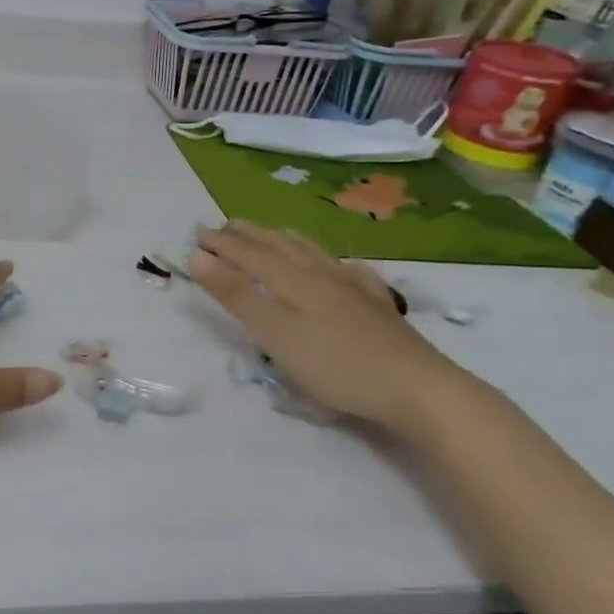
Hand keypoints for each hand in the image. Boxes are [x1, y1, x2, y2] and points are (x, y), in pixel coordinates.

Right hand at [190, 220, 469, 431]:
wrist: (417, 387)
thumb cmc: (336, 364)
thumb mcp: (275, 333)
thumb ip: (236, 295)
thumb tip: (197, 257)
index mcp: (293, 279)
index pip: (249, 253)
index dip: (222, 243)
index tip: (196, 233)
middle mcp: (321, 272)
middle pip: (279, 245)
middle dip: (249, 234)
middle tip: (225, 225)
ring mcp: (353, 286)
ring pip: (312, 252)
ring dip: (283, 239)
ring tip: (270, 234)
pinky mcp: (376, 305)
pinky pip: (347, 269)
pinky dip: (330, 260)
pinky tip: (340, 265)